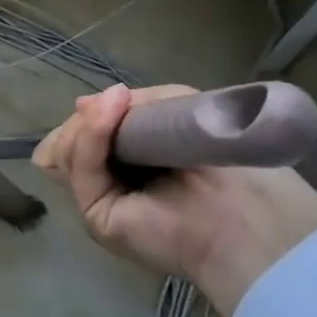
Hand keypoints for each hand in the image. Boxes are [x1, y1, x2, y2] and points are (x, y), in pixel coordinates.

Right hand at [32, 83, 316, 316]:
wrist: (249, 210)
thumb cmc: (221, 155)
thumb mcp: (172, 108)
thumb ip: (127, 106)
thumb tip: (79, 105)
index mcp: (132, 160)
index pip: (87, 133)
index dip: (92, 114)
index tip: (112, 98)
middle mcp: (113, 182)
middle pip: (69, 141)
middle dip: (86, 118)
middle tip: (113, 103)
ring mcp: (102, 201)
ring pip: (66, 152)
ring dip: (88, 123)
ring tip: (115, 105)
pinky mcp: (97, 218)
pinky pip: (82, 169)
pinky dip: (89, 137)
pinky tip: (107, 115)